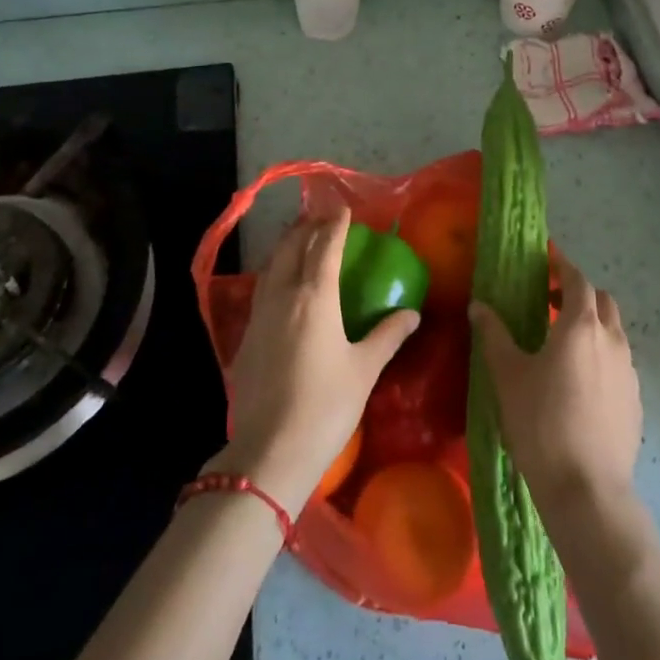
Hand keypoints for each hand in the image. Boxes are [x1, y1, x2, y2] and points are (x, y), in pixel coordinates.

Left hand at [213, 203, 419, 513]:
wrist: (270, 451)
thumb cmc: (326, 406)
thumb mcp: (364, 369)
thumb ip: (388, 335)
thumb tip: (412, 312)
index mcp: (315, 297)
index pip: (325, 247)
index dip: (335, 225)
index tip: (343, 209)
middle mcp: (284, 295)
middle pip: (292, 248)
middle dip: (307, 227)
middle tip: (321, 216)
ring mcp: (260, 315)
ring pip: (272, 265)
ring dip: (287, 244)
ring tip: (298, 236)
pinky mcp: (247, 335)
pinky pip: (262, 287)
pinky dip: (274, 270)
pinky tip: (280, 281)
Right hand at [469, 254, 641, 519]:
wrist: (587, 489)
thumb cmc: (541, 422)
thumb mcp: (508, 375)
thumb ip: (494, 334)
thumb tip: (479, 306)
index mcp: (581, 326)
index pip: (577, 279)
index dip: (562, 266)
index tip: (546, 259)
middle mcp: (612, 340)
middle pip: (602, 300)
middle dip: (579, 293)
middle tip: (550, 301)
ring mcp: (629, 371)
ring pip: (614, 332)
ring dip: (592, 324)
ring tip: (562, 343)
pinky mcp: (635, 400)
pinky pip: (619, 362)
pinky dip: (601, 355)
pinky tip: (579, 381)